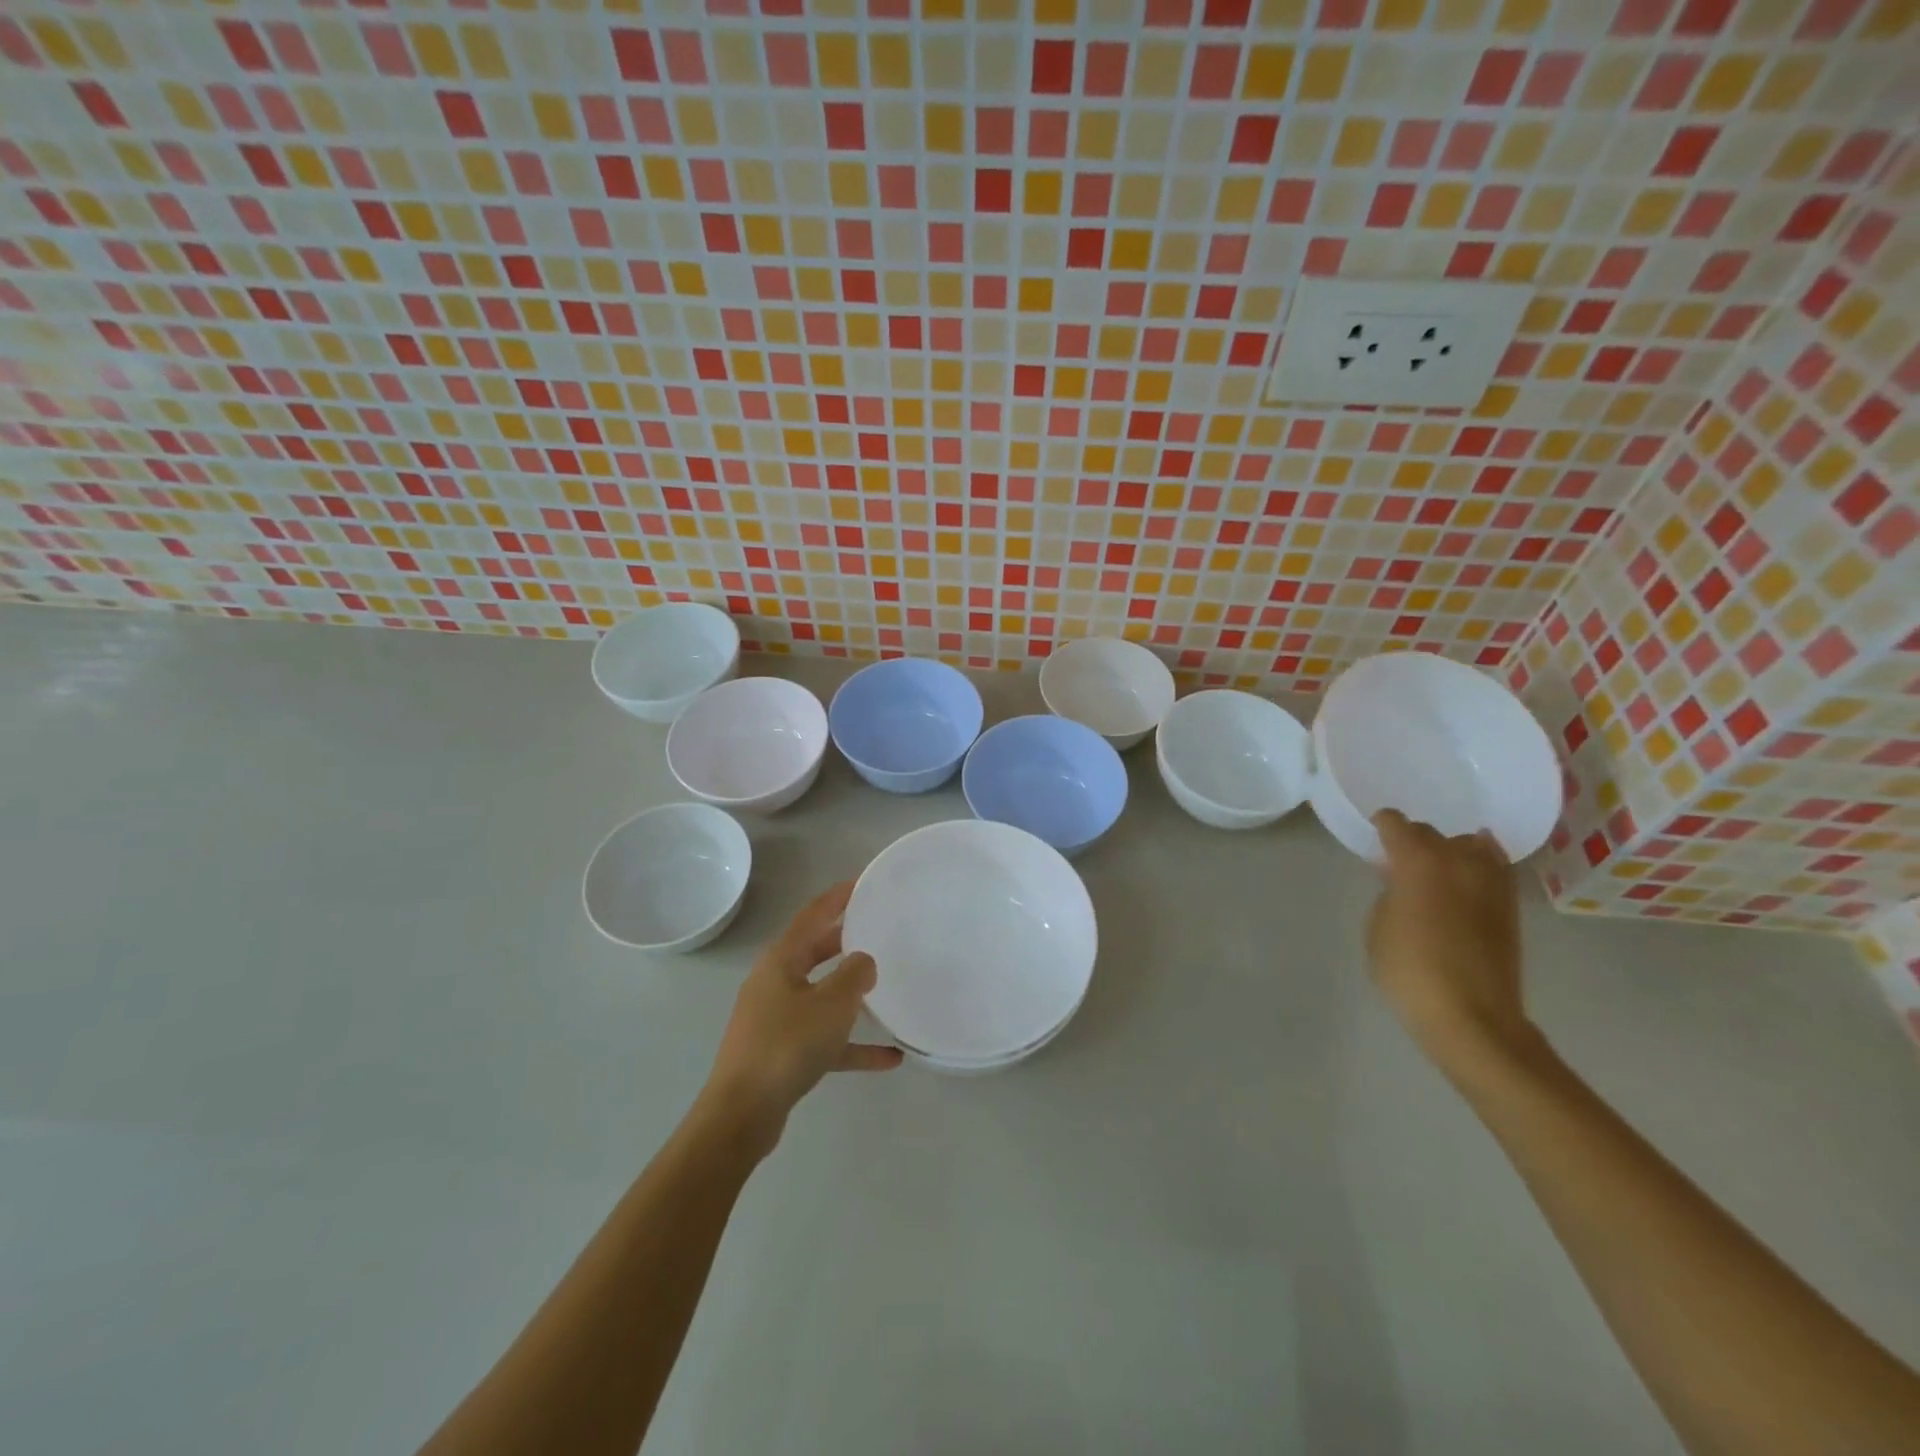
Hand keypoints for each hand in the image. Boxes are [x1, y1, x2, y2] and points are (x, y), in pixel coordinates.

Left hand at [699, 881, 902, 1156]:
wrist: (742, 1113)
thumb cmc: (787, 1044)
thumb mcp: (832, 1004)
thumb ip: (855, 975)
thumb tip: (864, 961)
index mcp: (781, 960)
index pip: (812, 915)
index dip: (838, 897)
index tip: (863, 883)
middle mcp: (775, 982)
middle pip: (815, 952)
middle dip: (845, 940)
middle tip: (878, 929)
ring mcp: (776, 1019)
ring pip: (820, 995)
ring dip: (850, 994)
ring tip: (885, 987)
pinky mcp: (782, 1053)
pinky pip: (824, 1039)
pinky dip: (852, 1043)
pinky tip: (889, 1057)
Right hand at [1367, 810, 1536, 1074]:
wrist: (1471, 1017)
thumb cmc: (1409, 970)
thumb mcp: (1378, 926)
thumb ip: (1389, 893)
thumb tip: (1403, 882)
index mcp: (1418, 861)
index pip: (1396, 824)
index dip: (1381, 825)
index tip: (1373, 836)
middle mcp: (1458, 860)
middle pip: (1432, 833)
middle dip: (1413, 840)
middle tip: (1397, 860)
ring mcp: (1490, 882)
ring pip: (1470, 844)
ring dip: (1450, 850)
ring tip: (1435, 869)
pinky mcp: (1510, 906)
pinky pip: (1494, 868)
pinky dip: (1479, 865)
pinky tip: (1466, 878)